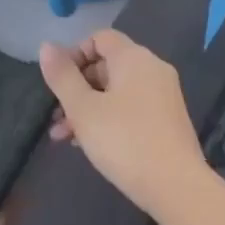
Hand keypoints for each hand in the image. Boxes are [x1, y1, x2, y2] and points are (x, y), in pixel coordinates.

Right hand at [38, 30, 210, 221]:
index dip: (74, 54)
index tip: (58, 82)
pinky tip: (90, 144)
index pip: (100, 37)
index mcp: (133, 57)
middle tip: (56, 116)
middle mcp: (152, 68)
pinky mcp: (168, 119)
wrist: (177, 187)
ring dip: (88, 107)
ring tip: (64, 137)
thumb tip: (46, 46)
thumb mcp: (83, 109)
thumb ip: (63, 77)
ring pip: (117, 90)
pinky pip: (132, 107)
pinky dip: (109, 117)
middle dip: (77, 87)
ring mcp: (163, 94)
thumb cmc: (124, 141)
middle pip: (107, 64)